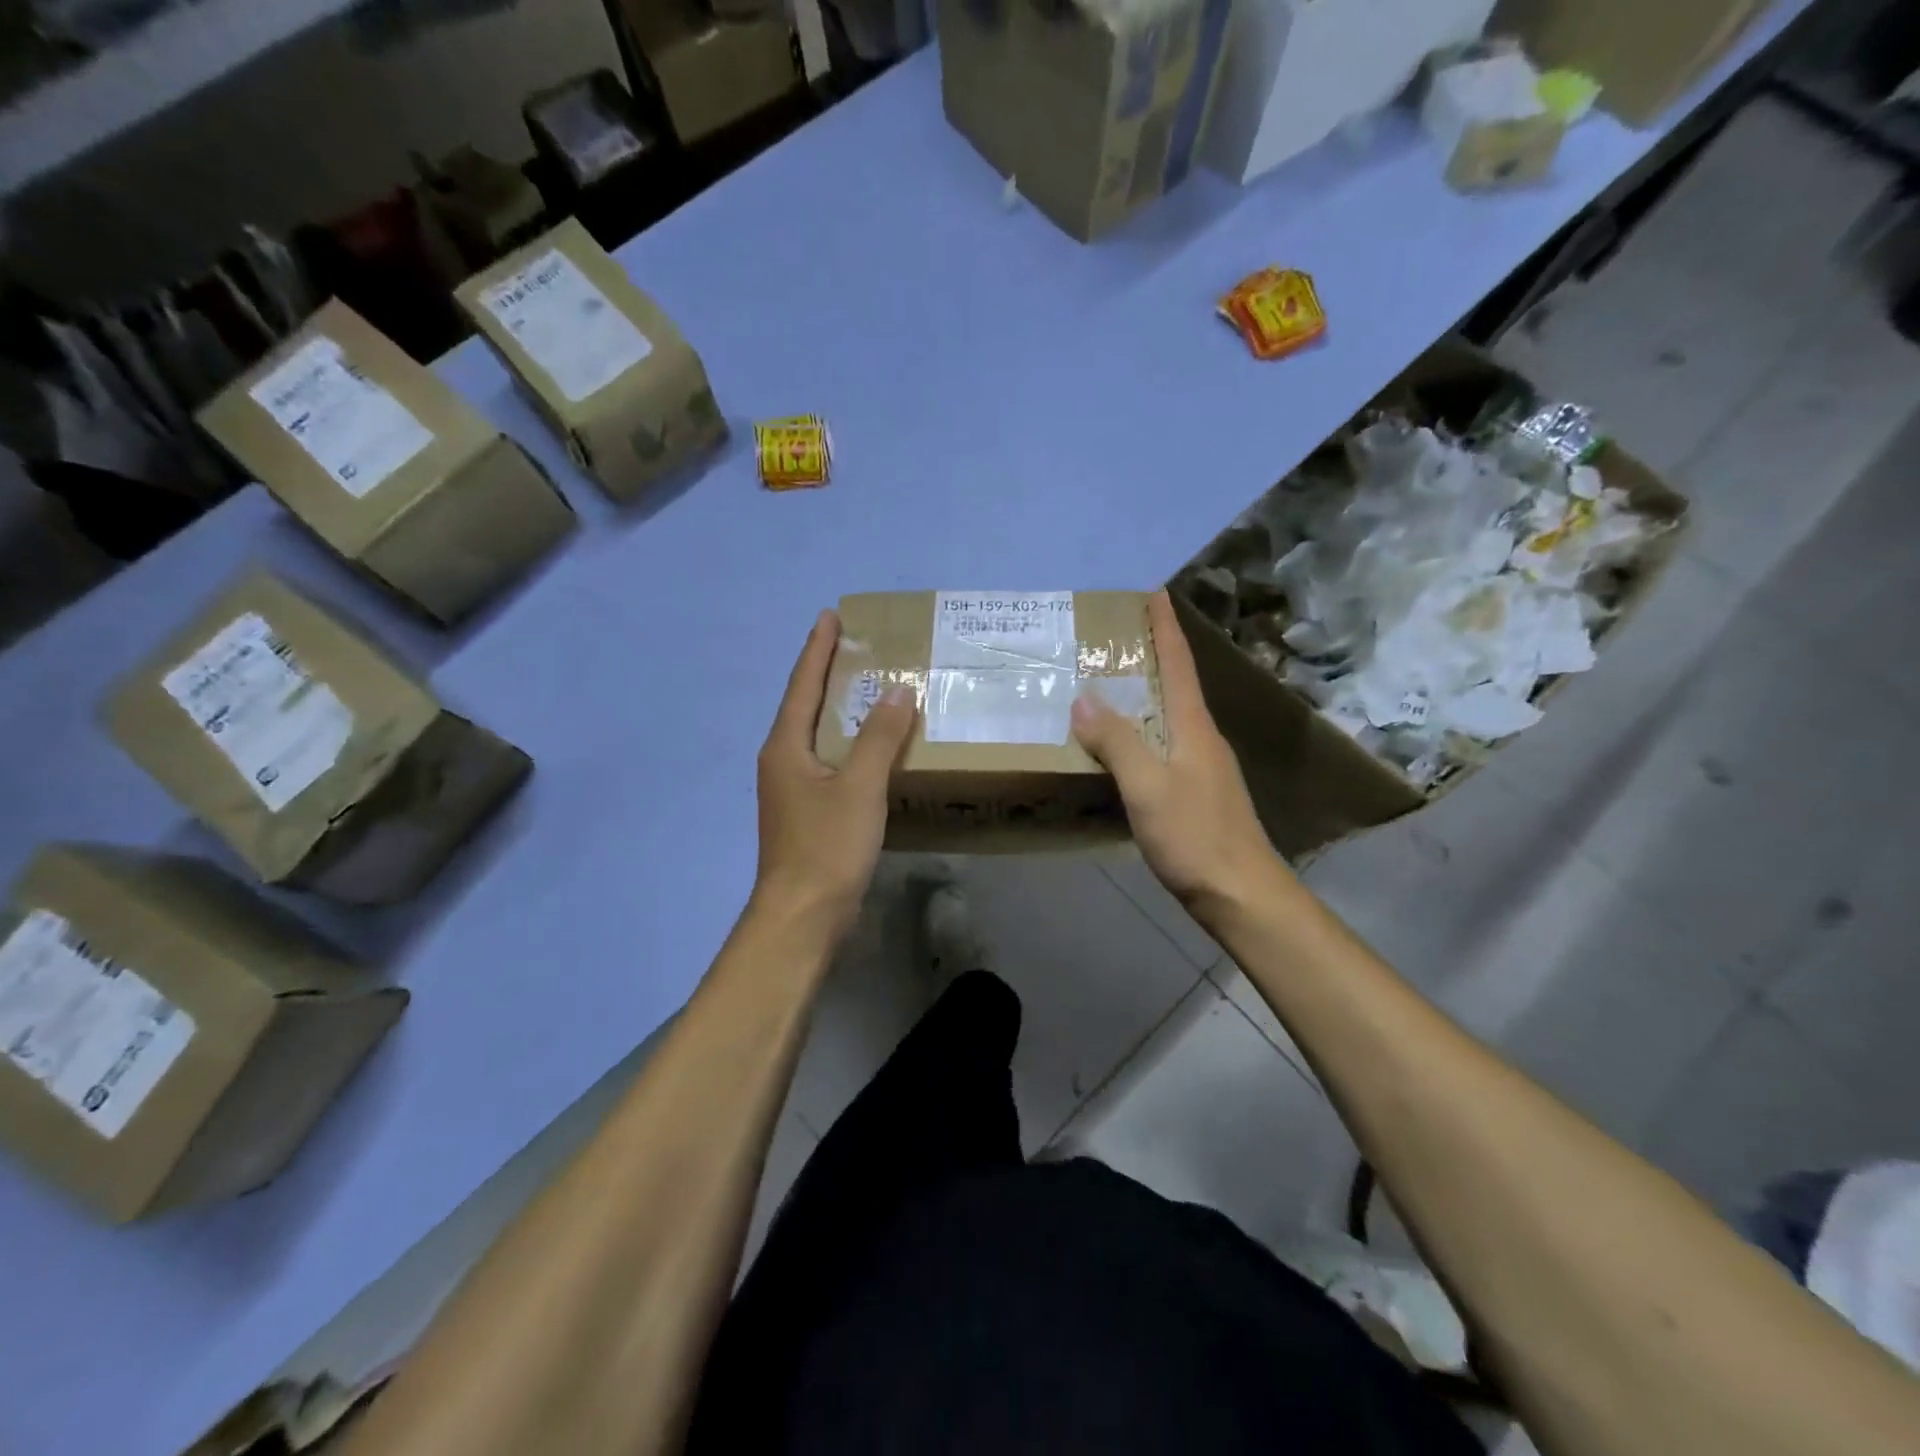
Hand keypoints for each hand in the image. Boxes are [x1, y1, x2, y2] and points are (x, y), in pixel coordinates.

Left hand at [753, 609, 917, 937]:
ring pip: (817, 735)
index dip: (818, 648)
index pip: (803, 684)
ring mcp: (792, 789)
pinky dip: (848, 742)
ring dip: (839, 708)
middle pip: (806, 705)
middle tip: (856, 645)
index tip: (831, 615)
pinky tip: (870, 747)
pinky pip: (829, 761)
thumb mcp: (859, 787)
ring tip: (867, 686)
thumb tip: (897, 691)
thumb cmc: (826, 846)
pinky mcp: (807, 812)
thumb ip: (880, 738)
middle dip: (828, 673)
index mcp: (786, 746)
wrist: (802, 915)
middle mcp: (782, 761)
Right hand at [1072, 590, 1281, 916]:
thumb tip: (1084, 698)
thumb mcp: (1147, 787)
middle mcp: (1202, 738)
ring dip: (1145, 692)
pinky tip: (1123, 744)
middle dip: (1151, 653)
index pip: (1178, 663)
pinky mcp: (1198, 792)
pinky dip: (1142, 729)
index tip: (1153, 591)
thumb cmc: (1195, 837)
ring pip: (1170, 715)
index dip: (1165, 627)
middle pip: (1176, 684)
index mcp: (1193, 727)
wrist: (1241, 894)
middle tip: (1115, 634)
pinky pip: (1164, 744)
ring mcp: (1203, 766)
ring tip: (1111, 682)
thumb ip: (1116, 742)